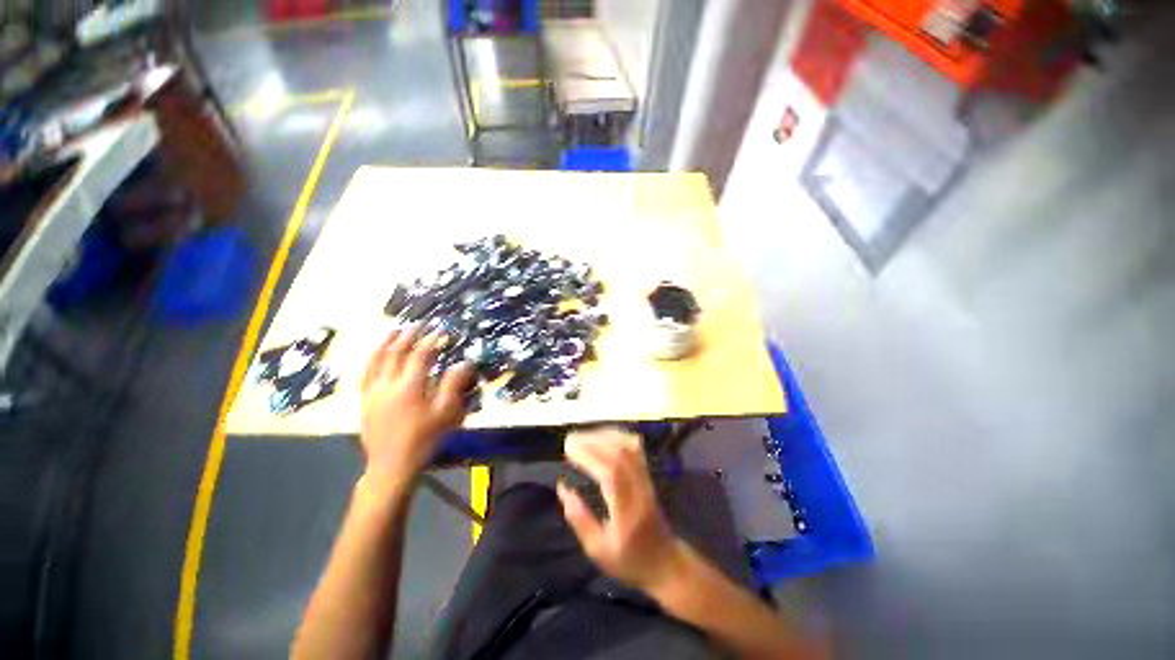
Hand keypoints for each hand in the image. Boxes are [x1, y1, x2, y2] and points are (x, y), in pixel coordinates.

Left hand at [360, 326, 473, 491]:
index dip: (431, 341)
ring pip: (376, 360)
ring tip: (394, 331)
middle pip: (395, 353)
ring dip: (386, 343)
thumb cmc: (424, 439)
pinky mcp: (364, 401)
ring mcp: (372, 392)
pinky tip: (376, 355)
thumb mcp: (446, 414)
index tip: (441, 332)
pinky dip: (372, 359)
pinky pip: (365, 374)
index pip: (420, 356)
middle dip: (408, 336)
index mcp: (409, 387)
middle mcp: (387, 385)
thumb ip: (454, 385)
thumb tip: (463, 363)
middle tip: (419, 325)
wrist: (392, 465)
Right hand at [557, 428, 684, 591]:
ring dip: (604, 436)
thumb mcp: (598, 550)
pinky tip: (602, 436)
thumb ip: (579, 519)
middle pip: (620, 454)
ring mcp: (647, 479)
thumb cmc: (629, 560)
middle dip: (593, 442)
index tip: (569, 451)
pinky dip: (617, 436)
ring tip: (583, 437)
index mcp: (628, 511)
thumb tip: (562, 487)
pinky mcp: (648, 474)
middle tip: (570, 440)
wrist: (665, 562)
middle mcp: (640, 489)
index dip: (590, 457)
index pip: (612, 473)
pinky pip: (635, 448)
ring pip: (629, 446)